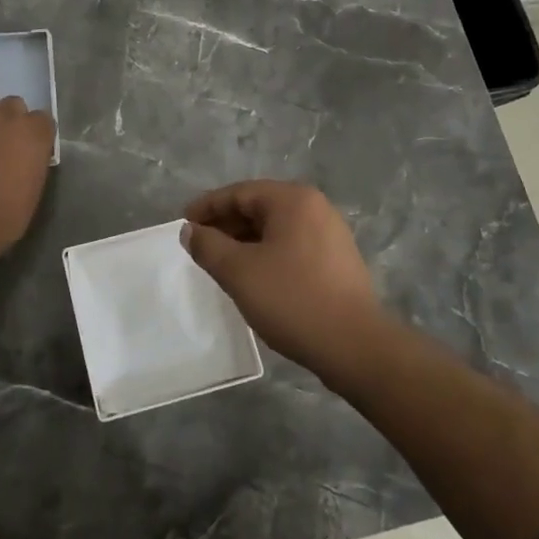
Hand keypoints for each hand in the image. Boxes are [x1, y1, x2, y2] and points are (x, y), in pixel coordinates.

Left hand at [0, 92, 54, 281]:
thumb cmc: (1, 221)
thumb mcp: (32, 195)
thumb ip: (32, 165)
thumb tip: (26, 158)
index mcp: (33, 136)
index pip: (43, 119)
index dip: (35, 135)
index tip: (28, 151)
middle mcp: (5, 118)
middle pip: (13, 104)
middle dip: (9, 121)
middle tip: (0, 145)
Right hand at [183, 181, 391, 387]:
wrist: (354, 345)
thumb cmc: (292, 299)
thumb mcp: (239, 272)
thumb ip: (208, 246)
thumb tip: (190, 231)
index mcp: (293, 200)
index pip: (240, 193)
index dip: (207, 207)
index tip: (184, 224)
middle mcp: (315, 207)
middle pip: (259, 207)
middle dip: (226, 224)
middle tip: (199, 245)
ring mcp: (330, 233)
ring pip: (276, 228)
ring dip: (245, 241)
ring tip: (221, 263)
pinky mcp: (338, 260)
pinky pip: (292, 245)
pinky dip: (267, 253)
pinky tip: (254, 276)